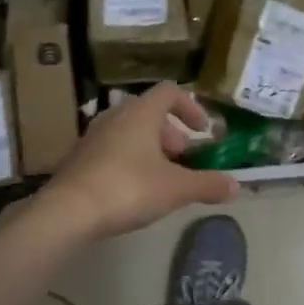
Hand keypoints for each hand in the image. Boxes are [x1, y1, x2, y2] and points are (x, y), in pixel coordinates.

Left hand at [39, 83, 237, 241]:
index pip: (169, 92)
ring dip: (149, 147)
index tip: (202, 131)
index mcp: (140, 113)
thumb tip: (235, 185)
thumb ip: (208, 185)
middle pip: (147, 112)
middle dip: (169, 132)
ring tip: (160, 176)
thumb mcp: (176, 189)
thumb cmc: (128, 188)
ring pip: (128, 131)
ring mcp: (92, 137)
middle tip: (182, 157)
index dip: (190, 107)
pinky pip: (110, 150)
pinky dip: (128, 160)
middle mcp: (114, 116)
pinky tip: (133, 189)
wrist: (68, 211)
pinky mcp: (78, 159)